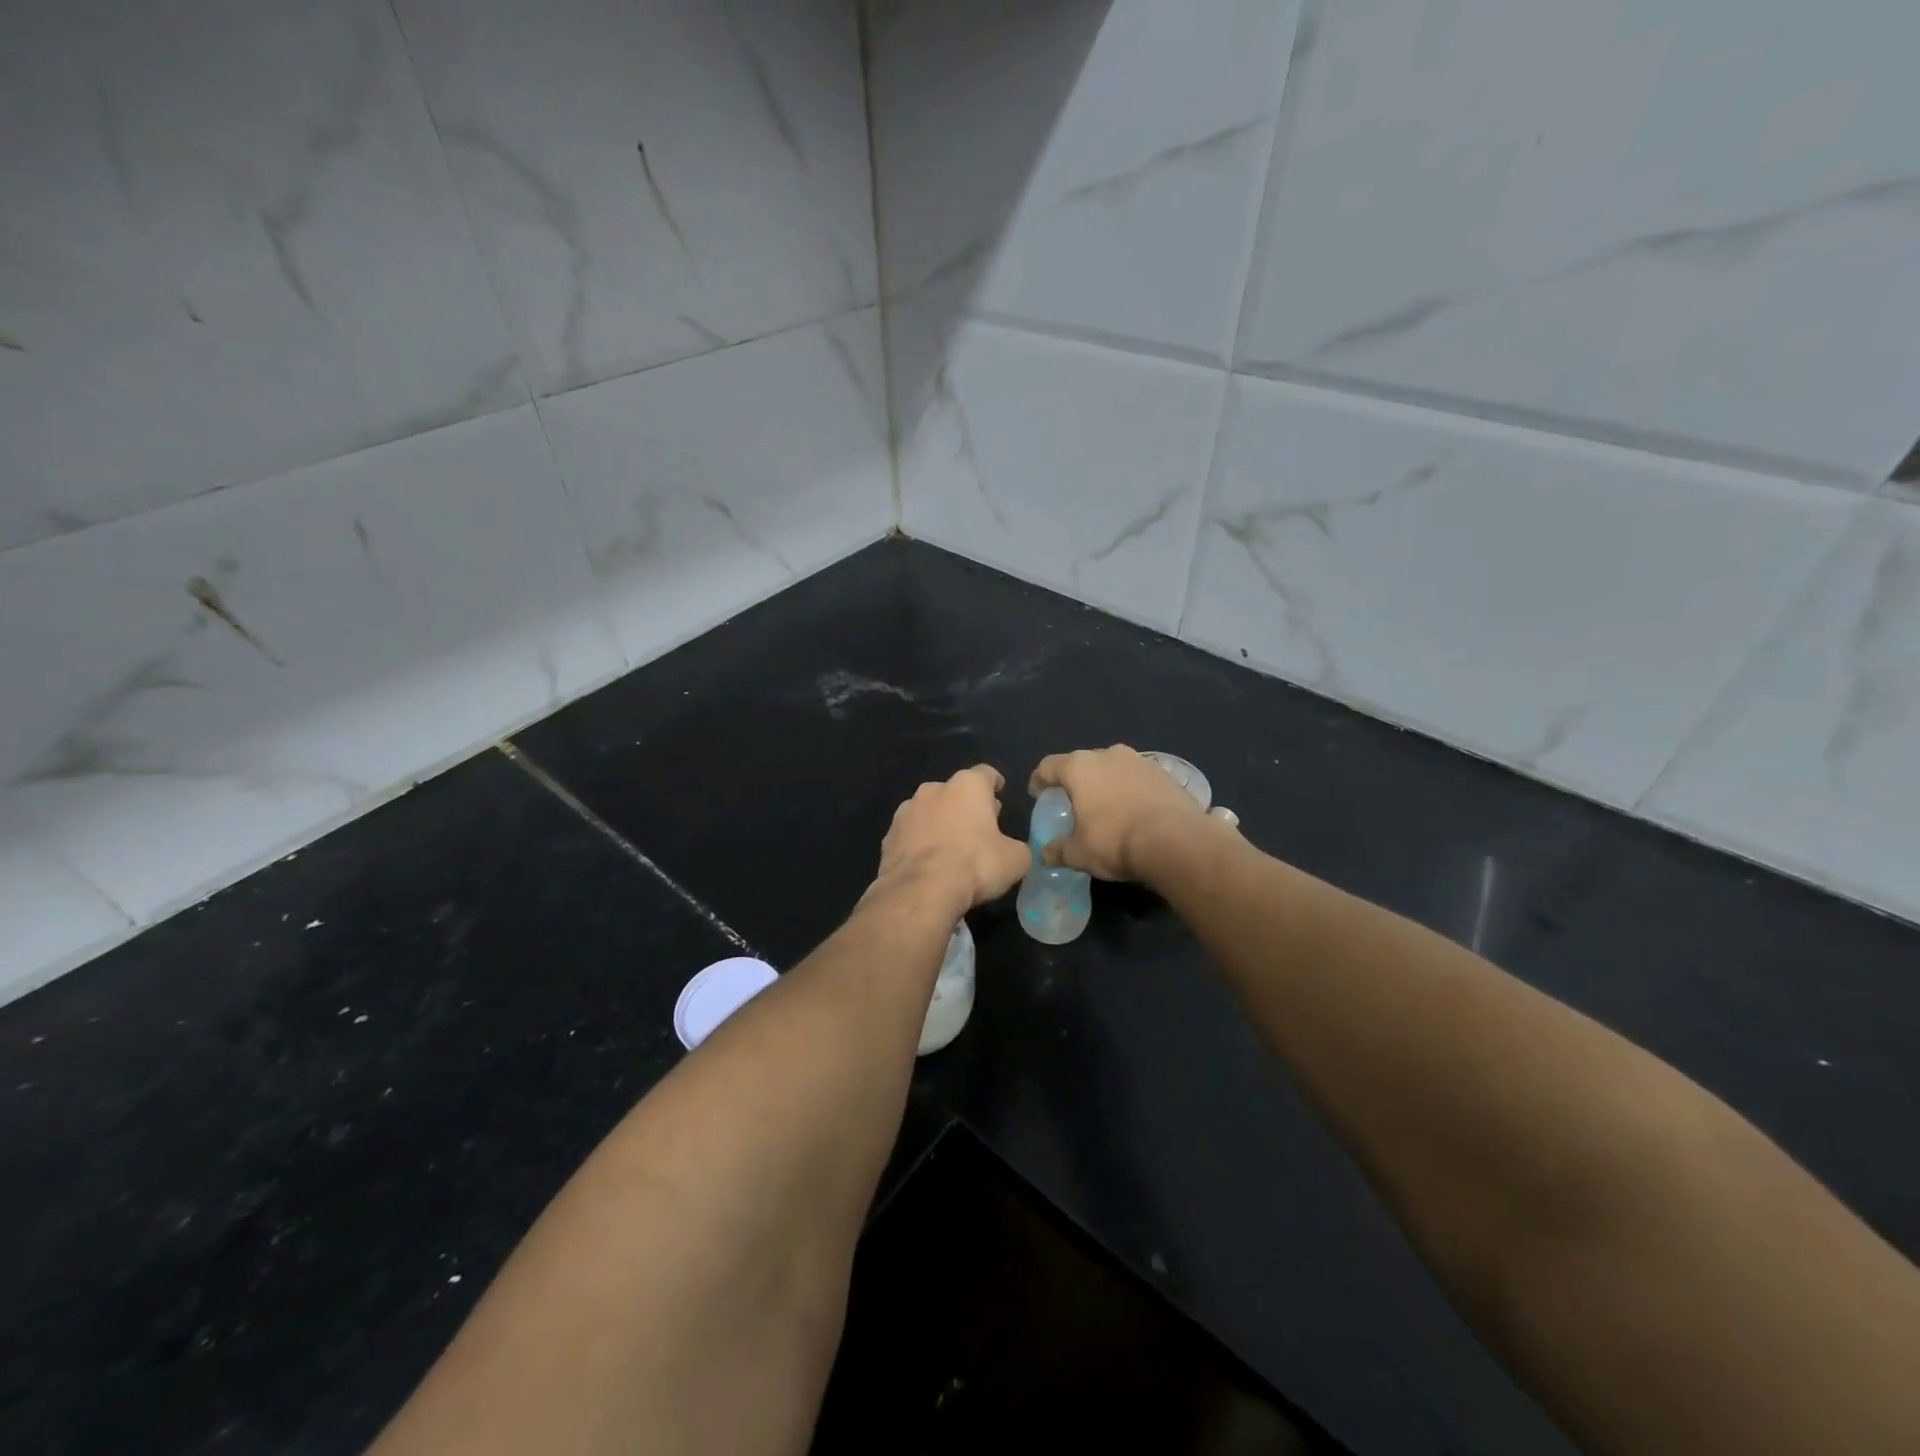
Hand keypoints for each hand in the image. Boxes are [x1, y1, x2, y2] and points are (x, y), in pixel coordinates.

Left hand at [873, 765, 1029, 914]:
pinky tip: (928, 863)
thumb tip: (1013, 851)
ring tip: (951, 847)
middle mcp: (934, 789)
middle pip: (956, 792)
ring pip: (929, 811)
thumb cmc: (975, 864)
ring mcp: (906, 811)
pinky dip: (920, 843)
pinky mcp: (888, 836)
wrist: (920, 890)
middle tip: (979, 827)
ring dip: (940, 822)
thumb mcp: (1015, 860)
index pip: (986, 774)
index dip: (994, 783)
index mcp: (967, 786)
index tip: (999, 792)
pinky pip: (911, 834)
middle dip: (967, 806)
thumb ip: (1017, 848)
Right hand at [1029, 745, 1211, 882]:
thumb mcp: (1079, 853)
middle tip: (1076, 805)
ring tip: (1108, 808)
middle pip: (1083, 764)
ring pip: (1114, 768)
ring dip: (1108, 784)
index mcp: (1080, 767)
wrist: (1176, 841)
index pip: (1048, 766)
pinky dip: (1133, 791)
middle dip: (1077, 782)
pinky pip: (1139, 778)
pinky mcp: (1166, 772)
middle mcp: (1108, 755)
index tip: (1039, 795)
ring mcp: (1140, 761)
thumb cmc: (1115, 841)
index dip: (1039, 780)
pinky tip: (1136, 812)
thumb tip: (1045, 855)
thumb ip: (1058, 851)